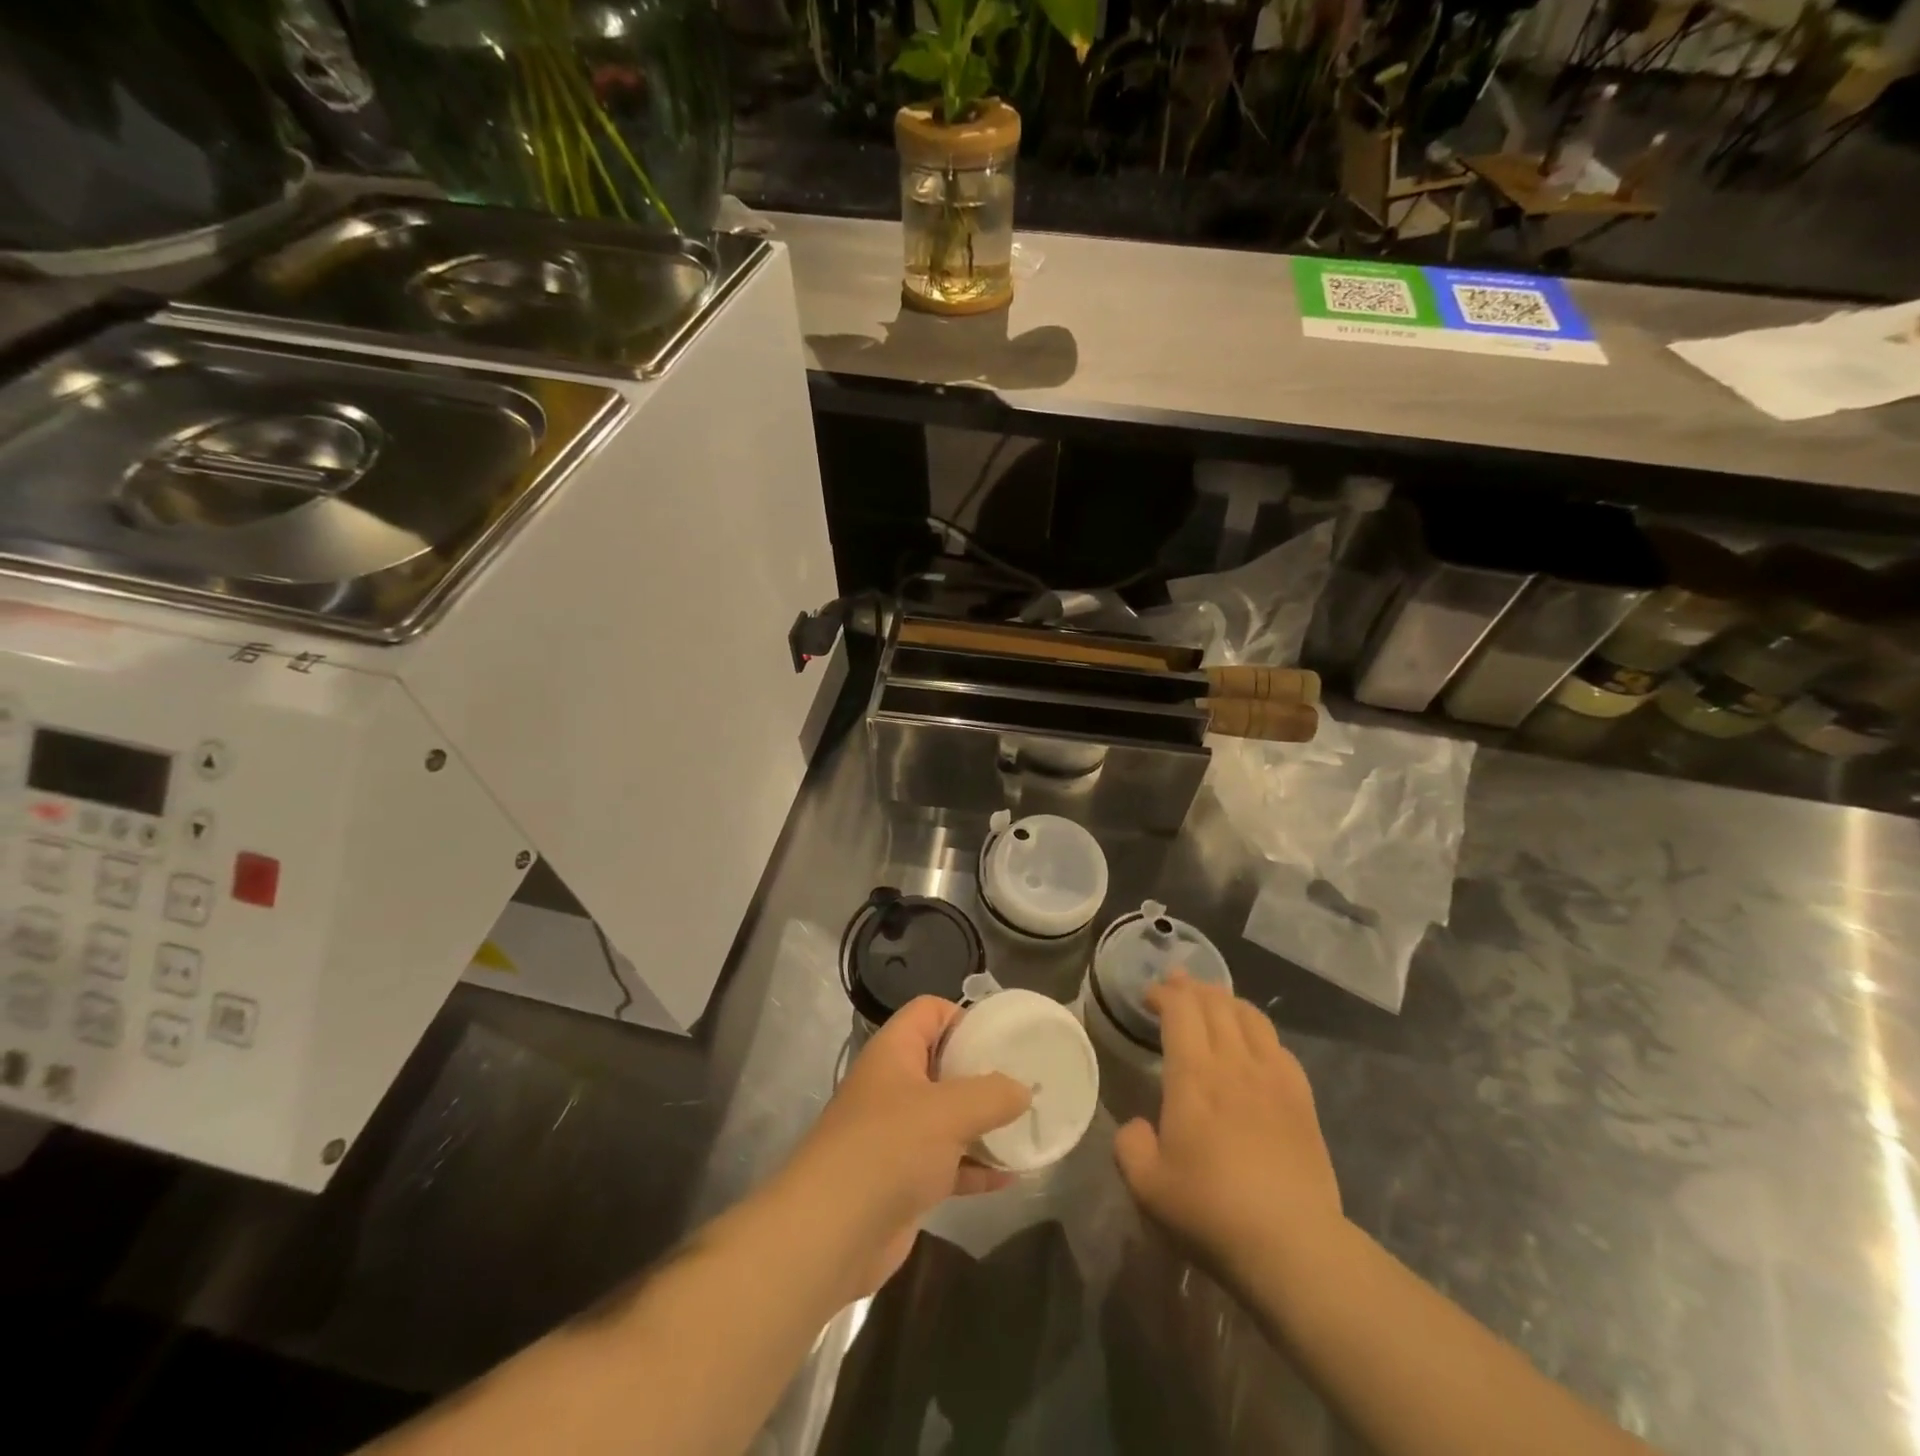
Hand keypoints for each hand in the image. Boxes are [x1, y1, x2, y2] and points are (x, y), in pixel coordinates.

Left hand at [779, 996, 1030, 1297]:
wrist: (831, 1233)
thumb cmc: (889, 1148)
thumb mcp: (949, 1111)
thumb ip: (992, 1094)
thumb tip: (1023, 1090)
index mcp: (894, 1052)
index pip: (929, 1012)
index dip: (963, 1016)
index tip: (1001, 1037)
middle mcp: (893, 1086)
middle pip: (943, 1064)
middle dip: (982, 1073)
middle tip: (1024, 1081)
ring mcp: (897, 1135)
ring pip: (948, 1117)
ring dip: (984, 1123)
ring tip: (1027, 1126)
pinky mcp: (903, 1179)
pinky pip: (948, 1163)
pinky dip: (976, 1167)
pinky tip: (1012, 1176)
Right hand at [1113, 972, 1342, 1283]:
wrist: (1293, 1246)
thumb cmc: (1211, 1212)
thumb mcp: (1146, 1186)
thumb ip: (1129, 1146)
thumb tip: (1137, 1126)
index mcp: (1193, 1076)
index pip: (1180, 1010)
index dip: (1164, 994)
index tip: (1149, 995)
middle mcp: (1234, 1063)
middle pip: (1215, 1003)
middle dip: (1191, 987)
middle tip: (1175, 984)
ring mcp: (1273, 1078)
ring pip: (1249, 1016)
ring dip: (1225, 1000)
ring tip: (1212, 1000)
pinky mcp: (1302, 1099)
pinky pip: (1278, 1045)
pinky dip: (1258, 1030)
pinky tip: (1254, 1040)